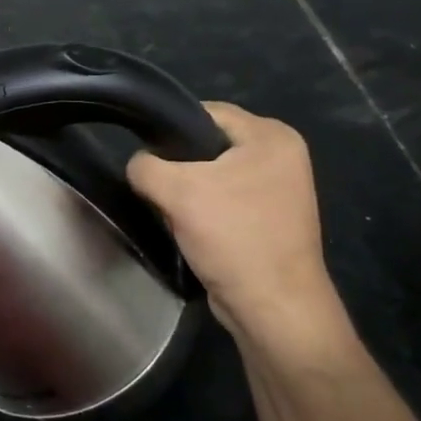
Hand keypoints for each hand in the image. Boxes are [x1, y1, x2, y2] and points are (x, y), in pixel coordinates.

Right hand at [127, 103, 339, 343]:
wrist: (273, 307)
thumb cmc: (233, 237)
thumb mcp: (177, 191)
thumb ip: (145, 166)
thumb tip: (139, 165)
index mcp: (272, 136)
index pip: (204, 112)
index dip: (168, 129)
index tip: (144, 155)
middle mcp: (281, 155)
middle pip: (206, 143)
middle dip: (176, 165)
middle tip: (156, 187)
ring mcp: (278, 188)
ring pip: (211, 173)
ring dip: (186, 190)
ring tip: (170, 209)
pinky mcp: (268, 216)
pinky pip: (222, 198)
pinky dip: (202, 208)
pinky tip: (187, 226)